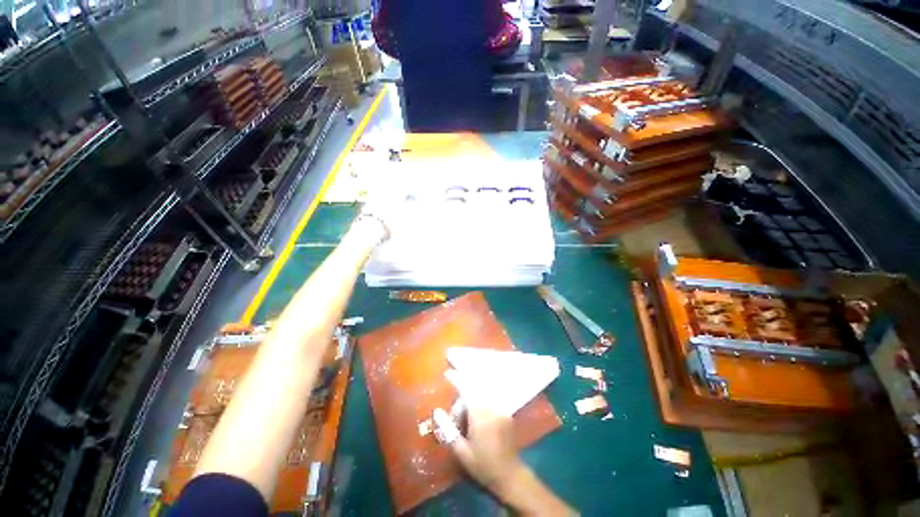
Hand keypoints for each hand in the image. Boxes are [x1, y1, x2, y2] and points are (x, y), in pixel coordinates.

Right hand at [438, 370, 525, 497]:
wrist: (510, 476)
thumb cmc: (483, 466)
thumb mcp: (462, 453)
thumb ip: (448, 430)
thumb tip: (437, 412)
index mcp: (480, 416)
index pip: (467, 391)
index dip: (457, 380)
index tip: (448, 373)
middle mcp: (492, 408)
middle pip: (474, 392)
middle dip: (463, 398)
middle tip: (456, 418)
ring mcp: (501, 410)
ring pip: (482, 395)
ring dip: (472, 400)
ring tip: (466, 421)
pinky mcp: (506, 414)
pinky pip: (490, 401)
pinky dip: (481, 403)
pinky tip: (477, 420)